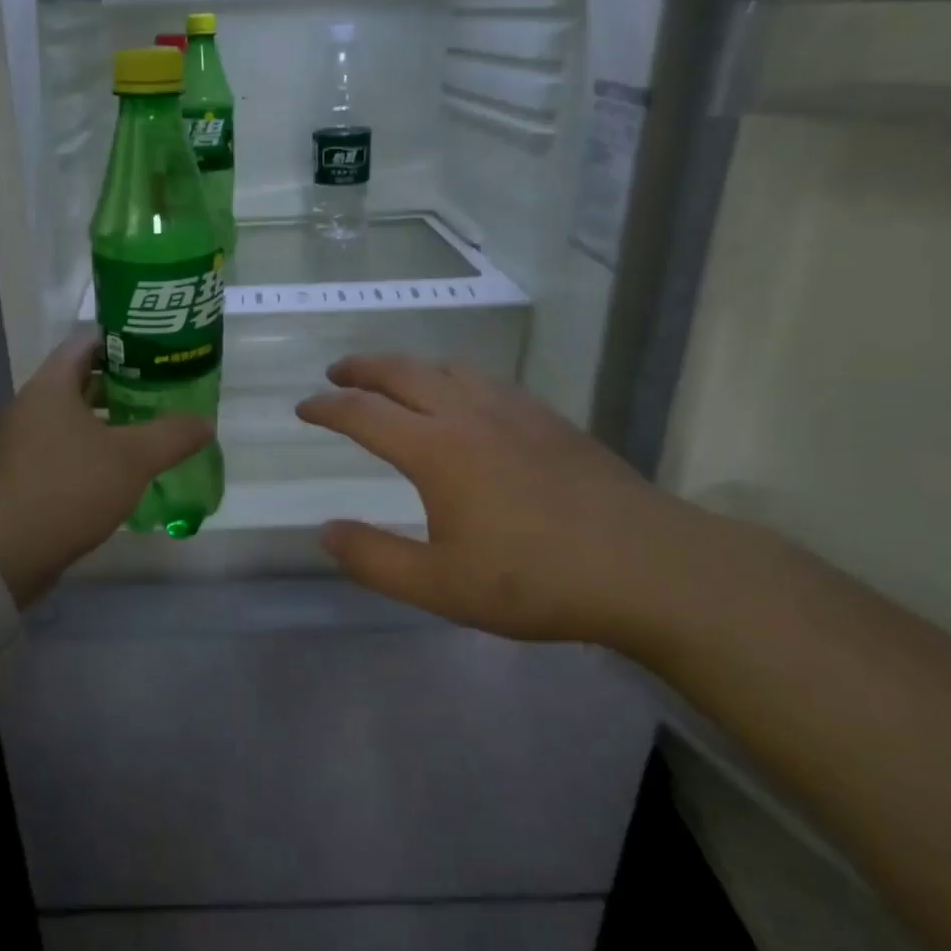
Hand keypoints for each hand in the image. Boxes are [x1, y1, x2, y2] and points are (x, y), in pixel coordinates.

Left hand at [0, 327, 213, 603]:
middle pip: (82, 378)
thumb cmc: (70, 488)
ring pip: (75, 416)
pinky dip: (95, 447)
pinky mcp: (26, 472)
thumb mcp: (132, 459)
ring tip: (152, 425)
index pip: (88, 341)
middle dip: (125, 382)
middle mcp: (33, 405)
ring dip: (111, 418)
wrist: (7, 552)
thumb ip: (172, 435)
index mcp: (52, 386)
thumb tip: (205, 423)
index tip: (159, 349)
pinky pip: (67, 446)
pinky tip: (124, 466)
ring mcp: (26, 440)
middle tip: (164, 388)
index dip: (124, 340)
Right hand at [296, 354, 719, 646]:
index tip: (303, 408)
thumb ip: (374, 558)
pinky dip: (455, 375)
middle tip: (337, 372)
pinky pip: (487, 379)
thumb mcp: (440, 585)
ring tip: (394, 378)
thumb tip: (324, 532)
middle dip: (362, 368)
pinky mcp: (549, 419)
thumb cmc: (534, 579)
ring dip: (409, 365)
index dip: (327, 407)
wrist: (647, 565)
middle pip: (402, 372)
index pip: (363, 413)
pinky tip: (466, 396)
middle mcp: (468, 414)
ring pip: (448, 367)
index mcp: (435, 449)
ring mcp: (513, 410)